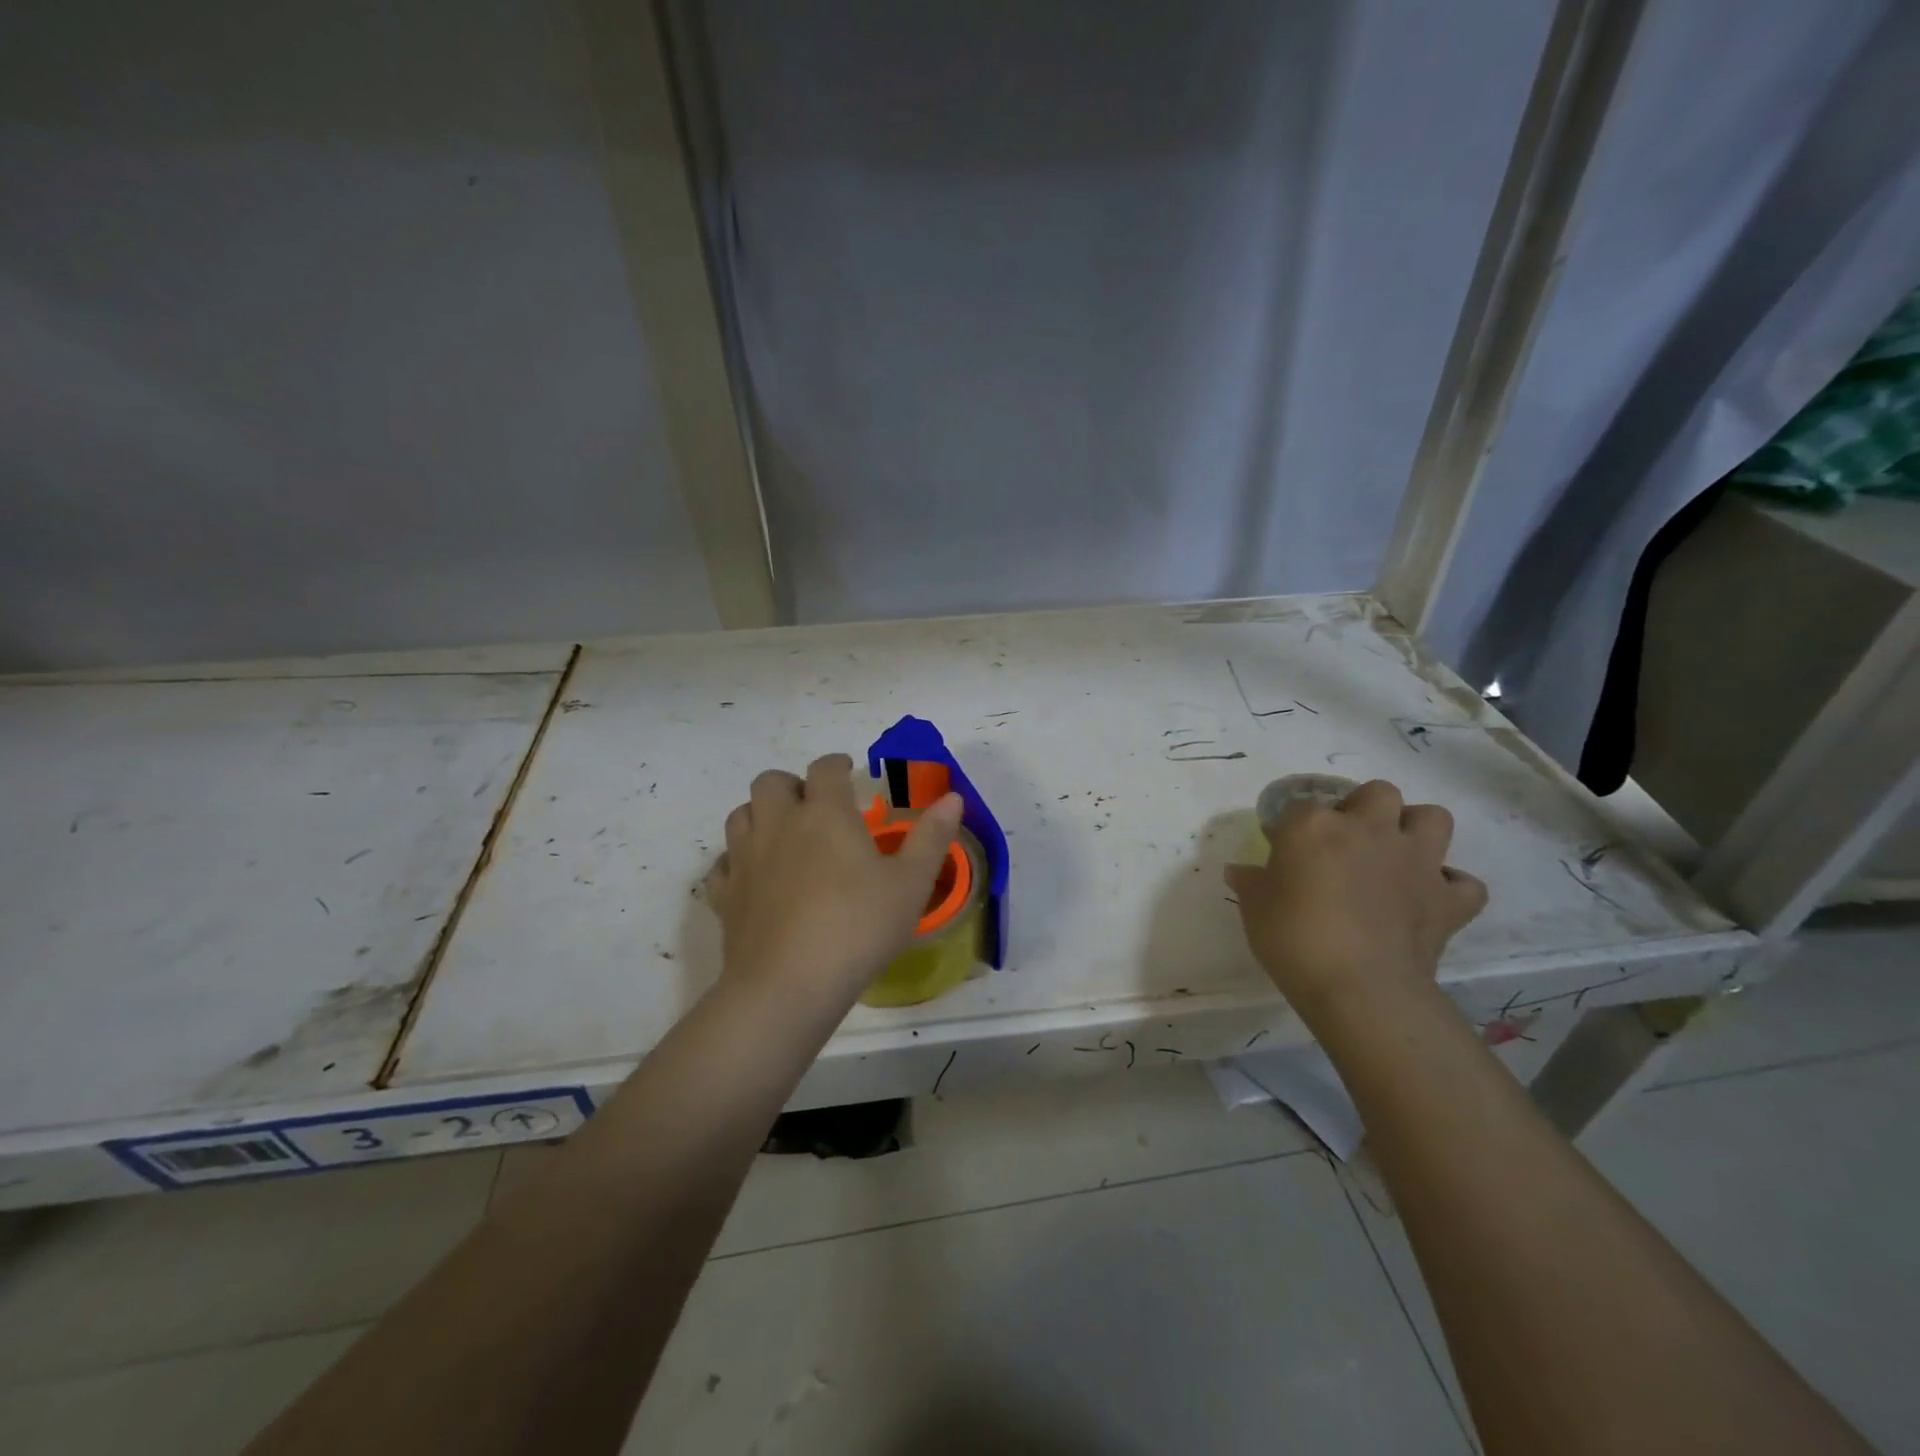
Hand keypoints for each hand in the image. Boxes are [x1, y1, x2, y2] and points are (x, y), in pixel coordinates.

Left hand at [704, 753, 963, 1008]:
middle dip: (793, 785)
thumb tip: (952, 797)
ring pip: (741, 815)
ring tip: (784, 834)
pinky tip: (754, 877)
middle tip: (814, 805)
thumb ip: (931, 837)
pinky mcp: (725, 895)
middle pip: (771, 782)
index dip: (837, 764)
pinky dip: (737, 861)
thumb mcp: (911, 884)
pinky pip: (724, 863)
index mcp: (825, 814)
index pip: (825, 769)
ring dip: (761, 814)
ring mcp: (745, 859)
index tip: (849, 771)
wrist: (788, 985)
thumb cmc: (858, 928)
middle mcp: (779, 824)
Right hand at [1224, 779, 1486, 1026]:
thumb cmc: (1294, 940)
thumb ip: (1251, 883)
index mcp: (1314, 826)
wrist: (1359, 987)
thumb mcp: (1255, 909)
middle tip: (1347, 841)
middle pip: (1378, 793)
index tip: (1283, 850)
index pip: (1299, 806)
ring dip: (1416, 830)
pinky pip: (1464, 883)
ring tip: (1396, 854)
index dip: (1292, 827)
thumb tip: (1240, 872)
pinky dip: (1450, 887)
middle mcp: (1369, 829)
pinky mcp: (1448, 899)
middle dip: (1364, 809)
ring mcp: (1416, 861)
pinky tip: (1431, 898)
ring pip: (1433, 818)